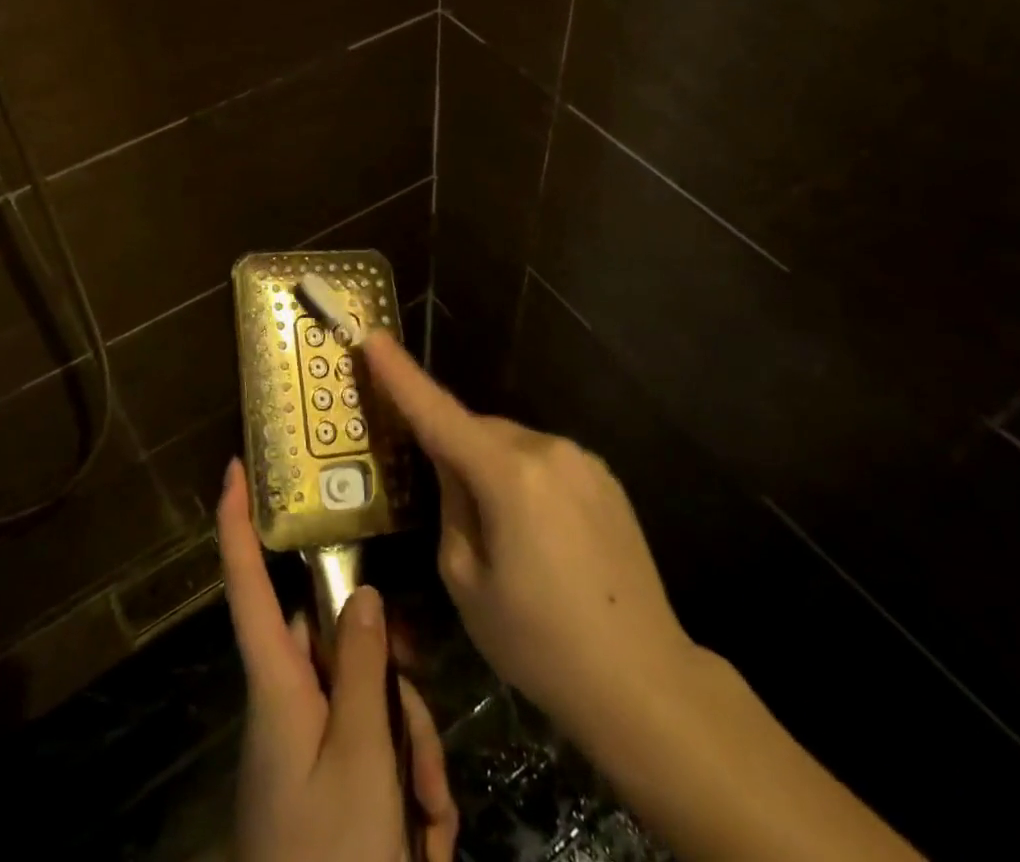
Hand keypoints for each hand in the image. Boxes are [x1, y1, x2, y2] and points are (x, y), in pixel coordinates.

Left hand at [218, 458, 458, 861]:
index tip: (234, 467)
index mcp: (277, 685)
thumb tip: (363, 593)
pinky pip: (377, 747)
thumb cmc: (330, 855)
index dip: (235, 524)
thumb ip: (364, 669)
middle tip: (423, 757)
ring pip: (373, 700)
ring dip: (412, 752)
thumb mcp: (360, 761)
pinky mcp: (331, 778)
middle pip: (346, 649)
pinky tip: (427, 837)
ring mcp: (311, 742)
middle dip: (396, 688)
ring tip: (430, 821)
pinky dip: (409, 784)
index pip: (248, 585)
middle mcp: (290, 701)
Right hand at [362, 330, 694, 744]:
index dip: (401, 375)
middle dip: (453, 450)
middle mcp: (549, 450)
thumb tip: (452, 468)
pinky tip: (538, 535)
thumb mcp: (466, 581)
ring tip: (501, 535)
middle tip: (446, 505)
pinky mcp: (605, 478)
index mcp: (509, 476)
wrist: (645, 681)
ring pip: (511, 445)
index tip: (373, 337)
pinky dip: (524, 479)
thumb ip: (450, 505)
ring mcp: (583, 461)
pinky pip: (544, 461)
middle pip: (478, 431)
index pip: (439, 414)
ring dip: (491, 469)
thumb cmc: (540, 642)